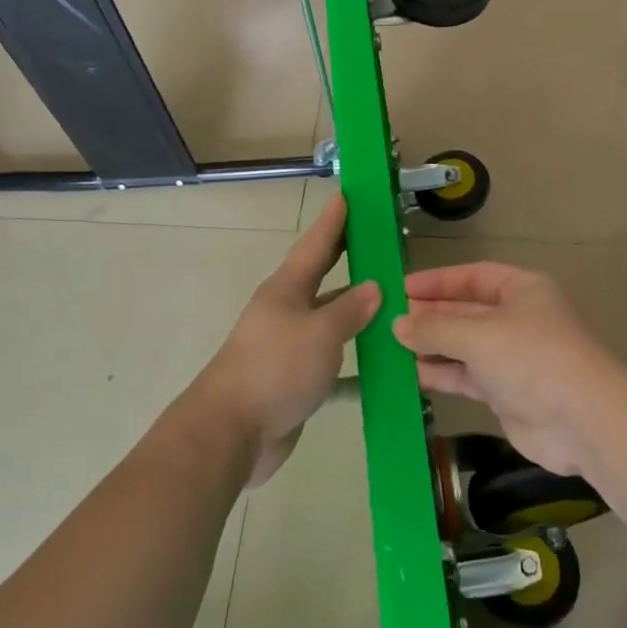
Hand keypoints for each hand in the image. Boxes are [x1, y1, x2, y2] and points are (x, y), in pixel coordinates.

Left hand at [189, 194, 378, 485]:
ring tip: (394, 303)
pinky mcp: (295, 382)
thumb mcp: (320, 332)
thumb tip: (375, 286)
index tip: (348, 195)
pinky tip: (384, 369)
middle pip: (323, 279)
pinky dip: (357, 366)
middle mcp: (287, 312)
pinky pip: (333, 366)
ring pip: (331, 322)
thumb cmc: (275, 367)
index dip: (333, 221)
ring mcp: (289, 348)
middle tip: (378, 241)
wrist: (232, 432)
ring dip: (358, 314)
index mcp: (287, 290)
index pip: (316, 245)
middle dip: (348, 259)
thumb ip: (350, 309)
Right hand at [392, 261, 626, 476]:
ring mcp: (512, 357)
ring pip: (463, 345)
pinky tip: (410, 373)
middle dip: (430, 316)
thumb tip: (398, 324)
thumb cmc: (532, 358)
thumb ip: (435, 328)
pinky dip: (441, 373)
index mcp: (522, 289)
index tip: (400, 288)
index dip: (436, 281)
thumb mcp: (479, 335)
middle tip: (388, 321)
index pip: (472, 277)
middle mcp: (517, 318)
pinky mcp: (505, 392)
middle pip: (465, 311)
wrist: (582, 421)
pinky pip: (466, 376)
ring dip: (431, 346)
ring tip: (391, 347)